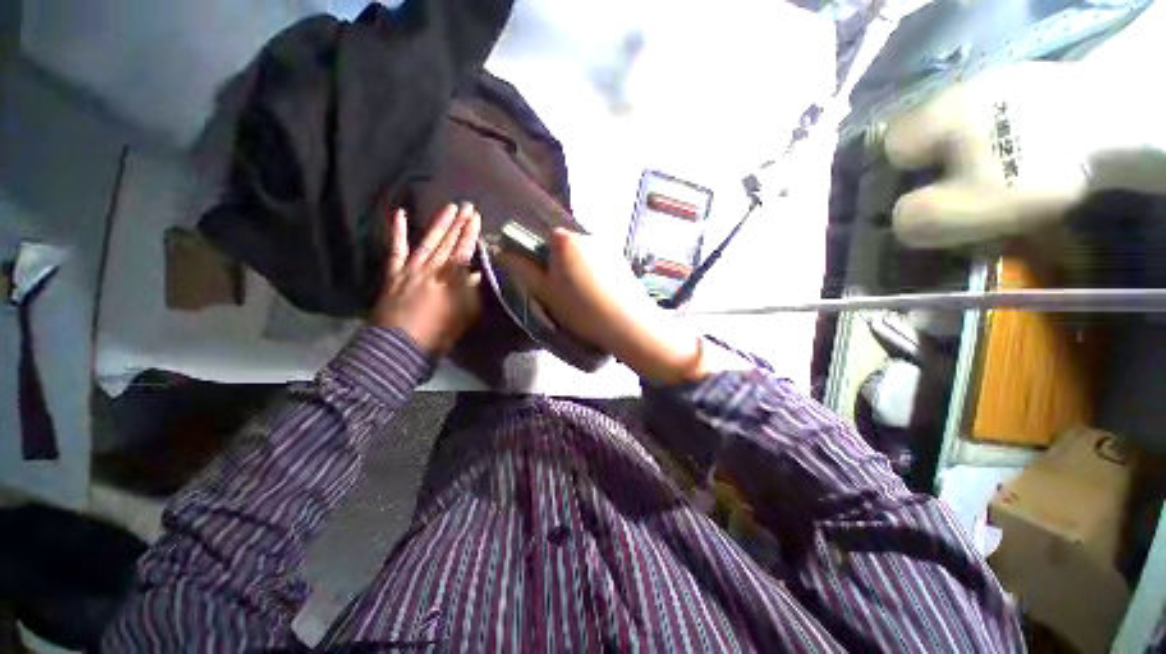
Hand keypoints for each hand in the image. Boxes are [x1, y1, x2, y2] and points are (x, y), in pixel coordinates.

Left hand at [371, 203, 481, 354]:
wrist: (401, 344)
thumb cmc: (439, 332)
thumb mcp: (465, 314)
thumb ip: (472, 291)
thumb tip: (478, 273)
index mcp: (451, 278)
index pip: (464, 250)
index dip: (471, 233)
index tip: (477, 218)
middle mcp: (432, 267)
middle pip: (448, 242)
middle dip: (459, 223)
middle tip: (467, 206)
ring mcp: (411, 267)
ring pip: (428, 241)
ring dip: (439, 223)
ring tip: (449, 207)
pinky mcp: (394, 272)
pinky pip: (396, 249)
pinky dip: (397, 231)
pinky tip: (399, 214)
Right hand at [498, 228, 707, 383]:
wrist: (627, 323)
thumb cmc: (579, 308)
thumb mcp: (544, 292)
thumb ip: (521, 269)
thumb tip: (502, 252)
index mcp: (564, 239)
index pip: (541, 239)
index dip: (540, 260)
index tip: (545, 282)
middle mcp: (587, 235)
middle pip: (564, 247)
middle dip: (560, 266)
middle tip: (563, 294)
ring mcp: (608, 247)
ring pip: (583, 256)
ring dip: (578, 271)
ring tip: (585, 299)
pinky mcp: (622, 260)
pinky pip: (599, 264)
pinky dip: (595, 275)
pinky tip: (601, 297)